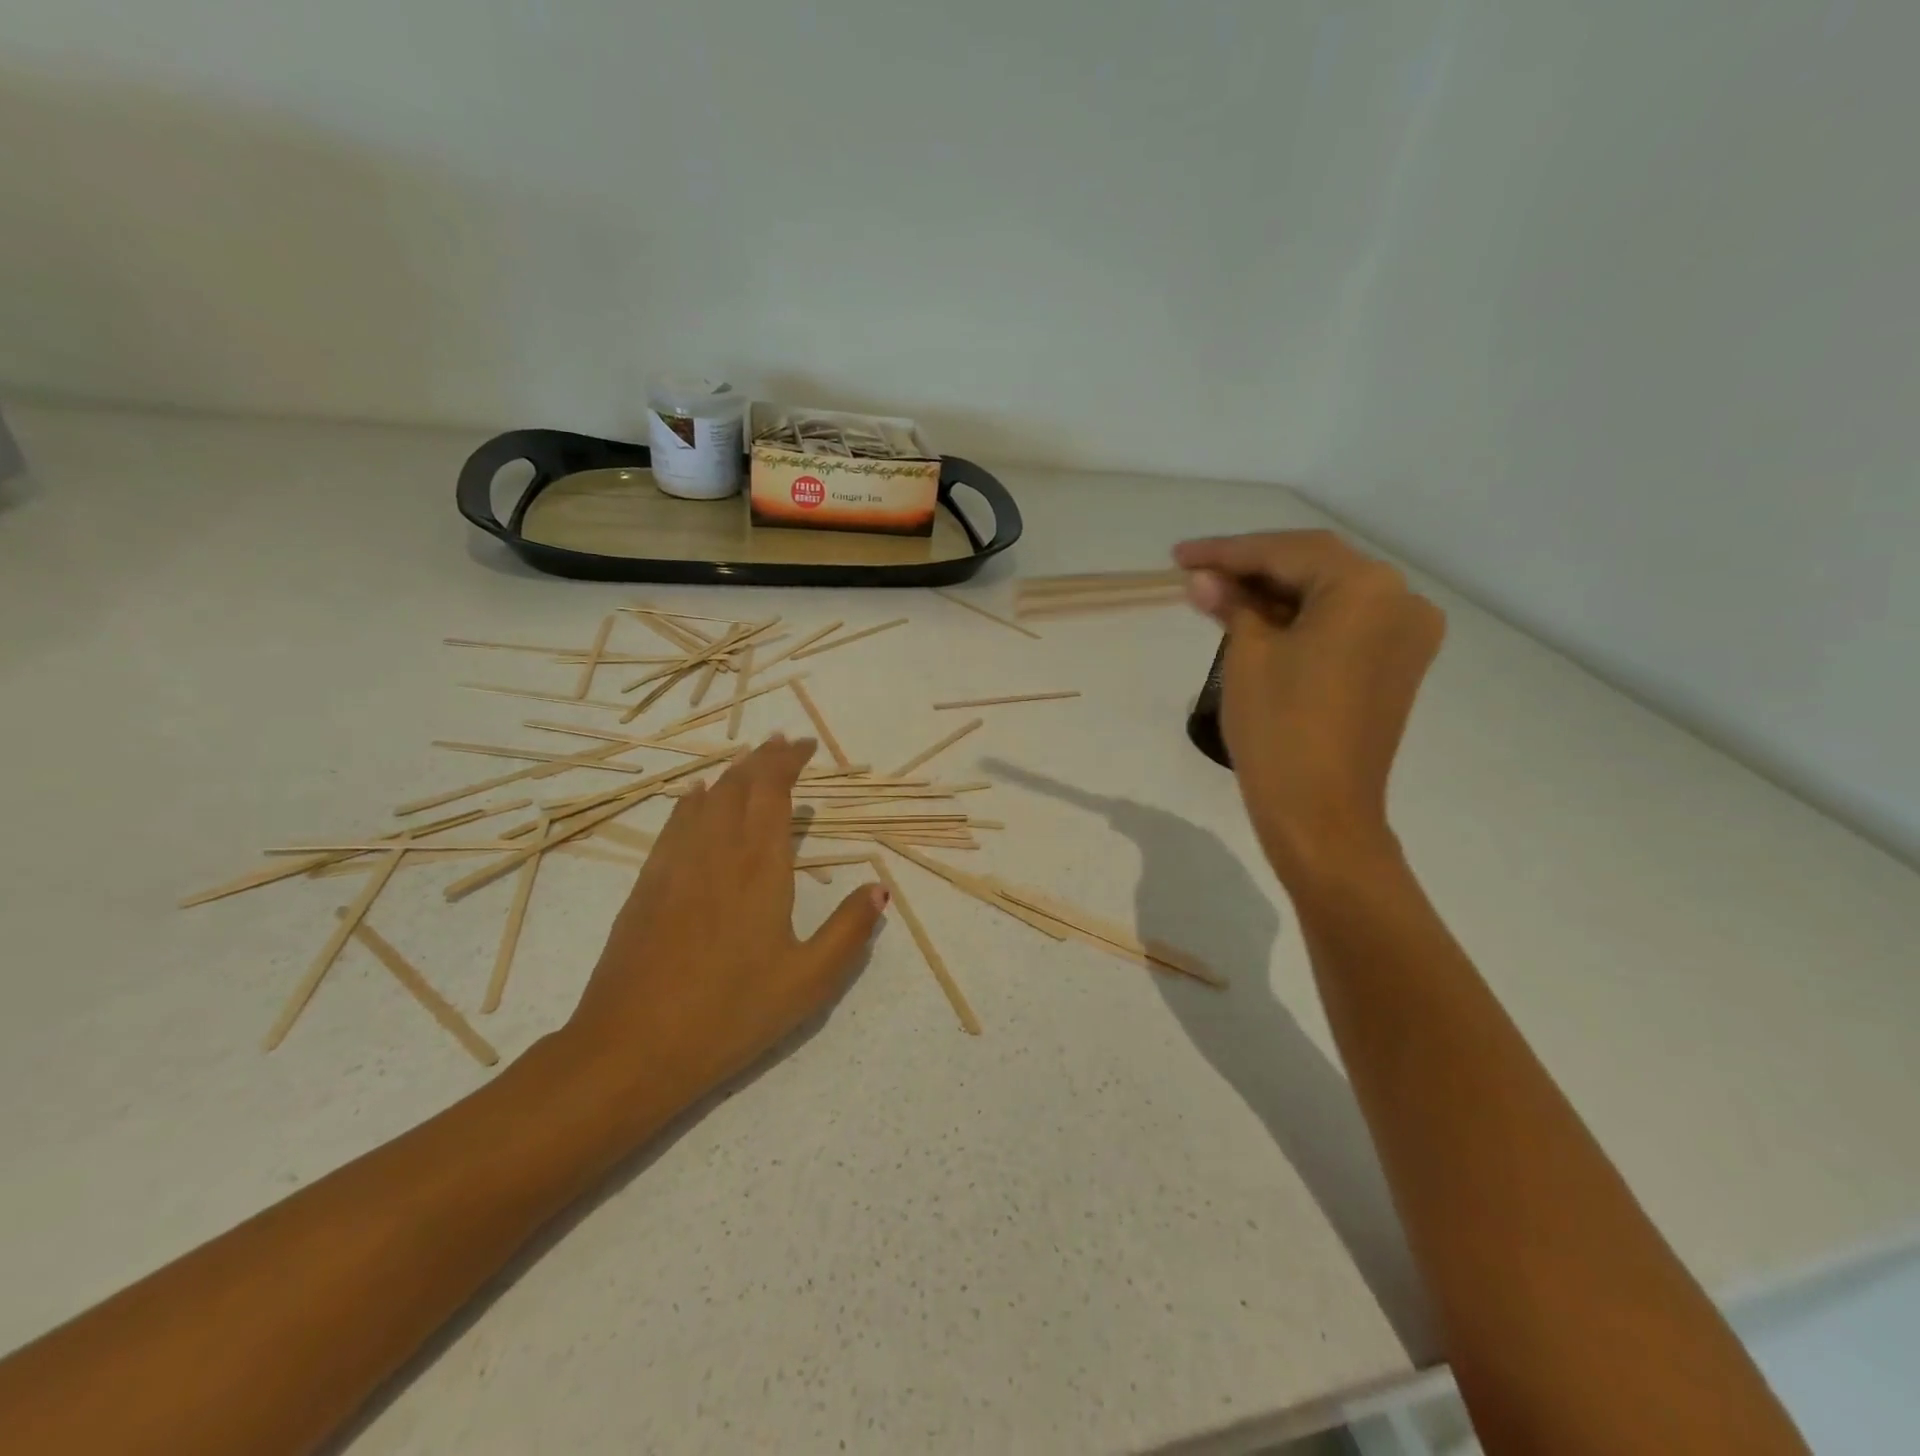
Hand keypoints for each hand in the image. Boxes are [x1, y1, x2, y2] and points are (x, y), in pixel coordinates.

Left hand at [562, 735, 887, 1112]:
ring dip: (732, 773)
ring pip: (704, 798)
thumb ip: (849, 931)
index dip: (788, 760)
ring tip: (751, 763)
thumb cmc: (729, 1015)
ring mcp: (674, 865)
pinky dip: (694, 800)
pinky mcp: (647, 885)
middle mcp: (715, 851)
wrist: (629, 1050)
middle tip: (785, 744)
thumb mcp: (807, 982)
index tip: (807, 746)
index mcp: (758, 866)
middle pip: (738, 784)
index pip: (771, 789)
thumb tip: (879, 889)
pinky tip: (697, 799)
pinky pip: (674, 823)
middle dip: (763, 758)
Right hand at [1174, 530, 1444, 889]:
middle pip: (1314, 566)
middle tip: (1195, 571)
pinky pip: (1343, 623)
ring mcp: (1405, 634)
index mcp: (1367, 588)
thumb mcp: (1248, 656)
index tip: (1179, 556)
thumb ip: (1231, 604)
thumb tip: (1202, 578)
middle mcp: (1400, 599)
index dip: (1227, 551)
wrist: (1321, 813)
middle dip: (1251, 567)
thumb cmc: (1280, 729)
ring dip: (1274, 591)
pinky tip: (1257, 618)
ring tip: (1216, 594)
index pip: (1287, 552)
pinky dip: (1300, 617)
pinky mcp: (1395, 664)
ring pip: (1329, 594)